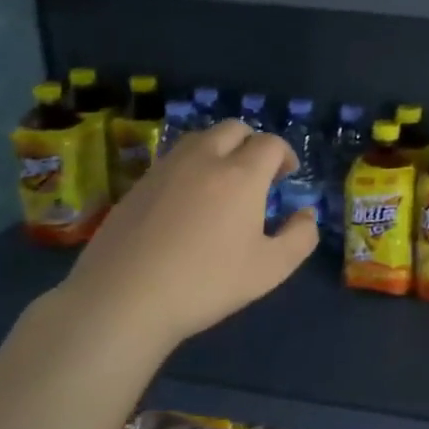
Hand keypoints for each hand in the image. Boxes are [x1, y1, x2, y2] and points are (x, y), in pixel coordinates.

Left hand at [54, 120, 317, 356]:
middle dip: (253, 143)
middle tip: (258, 175)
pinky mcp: (137, 185)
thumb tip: (306, 215)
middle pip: (234, 128)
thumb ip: (300, 237)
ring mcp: (165, 169)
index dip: (285, 155)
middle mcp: (204, 160)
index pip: (270, 143)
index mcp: (241, 175)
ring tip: (223, 182)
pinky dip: (191, 166)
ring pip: (200, 138)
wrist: (122, 299)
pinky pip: (173, 159)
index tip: (286, 177)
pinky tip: (188, 202)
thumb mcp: (270, 269)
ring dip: (220, 149)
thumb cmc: (206, 283)